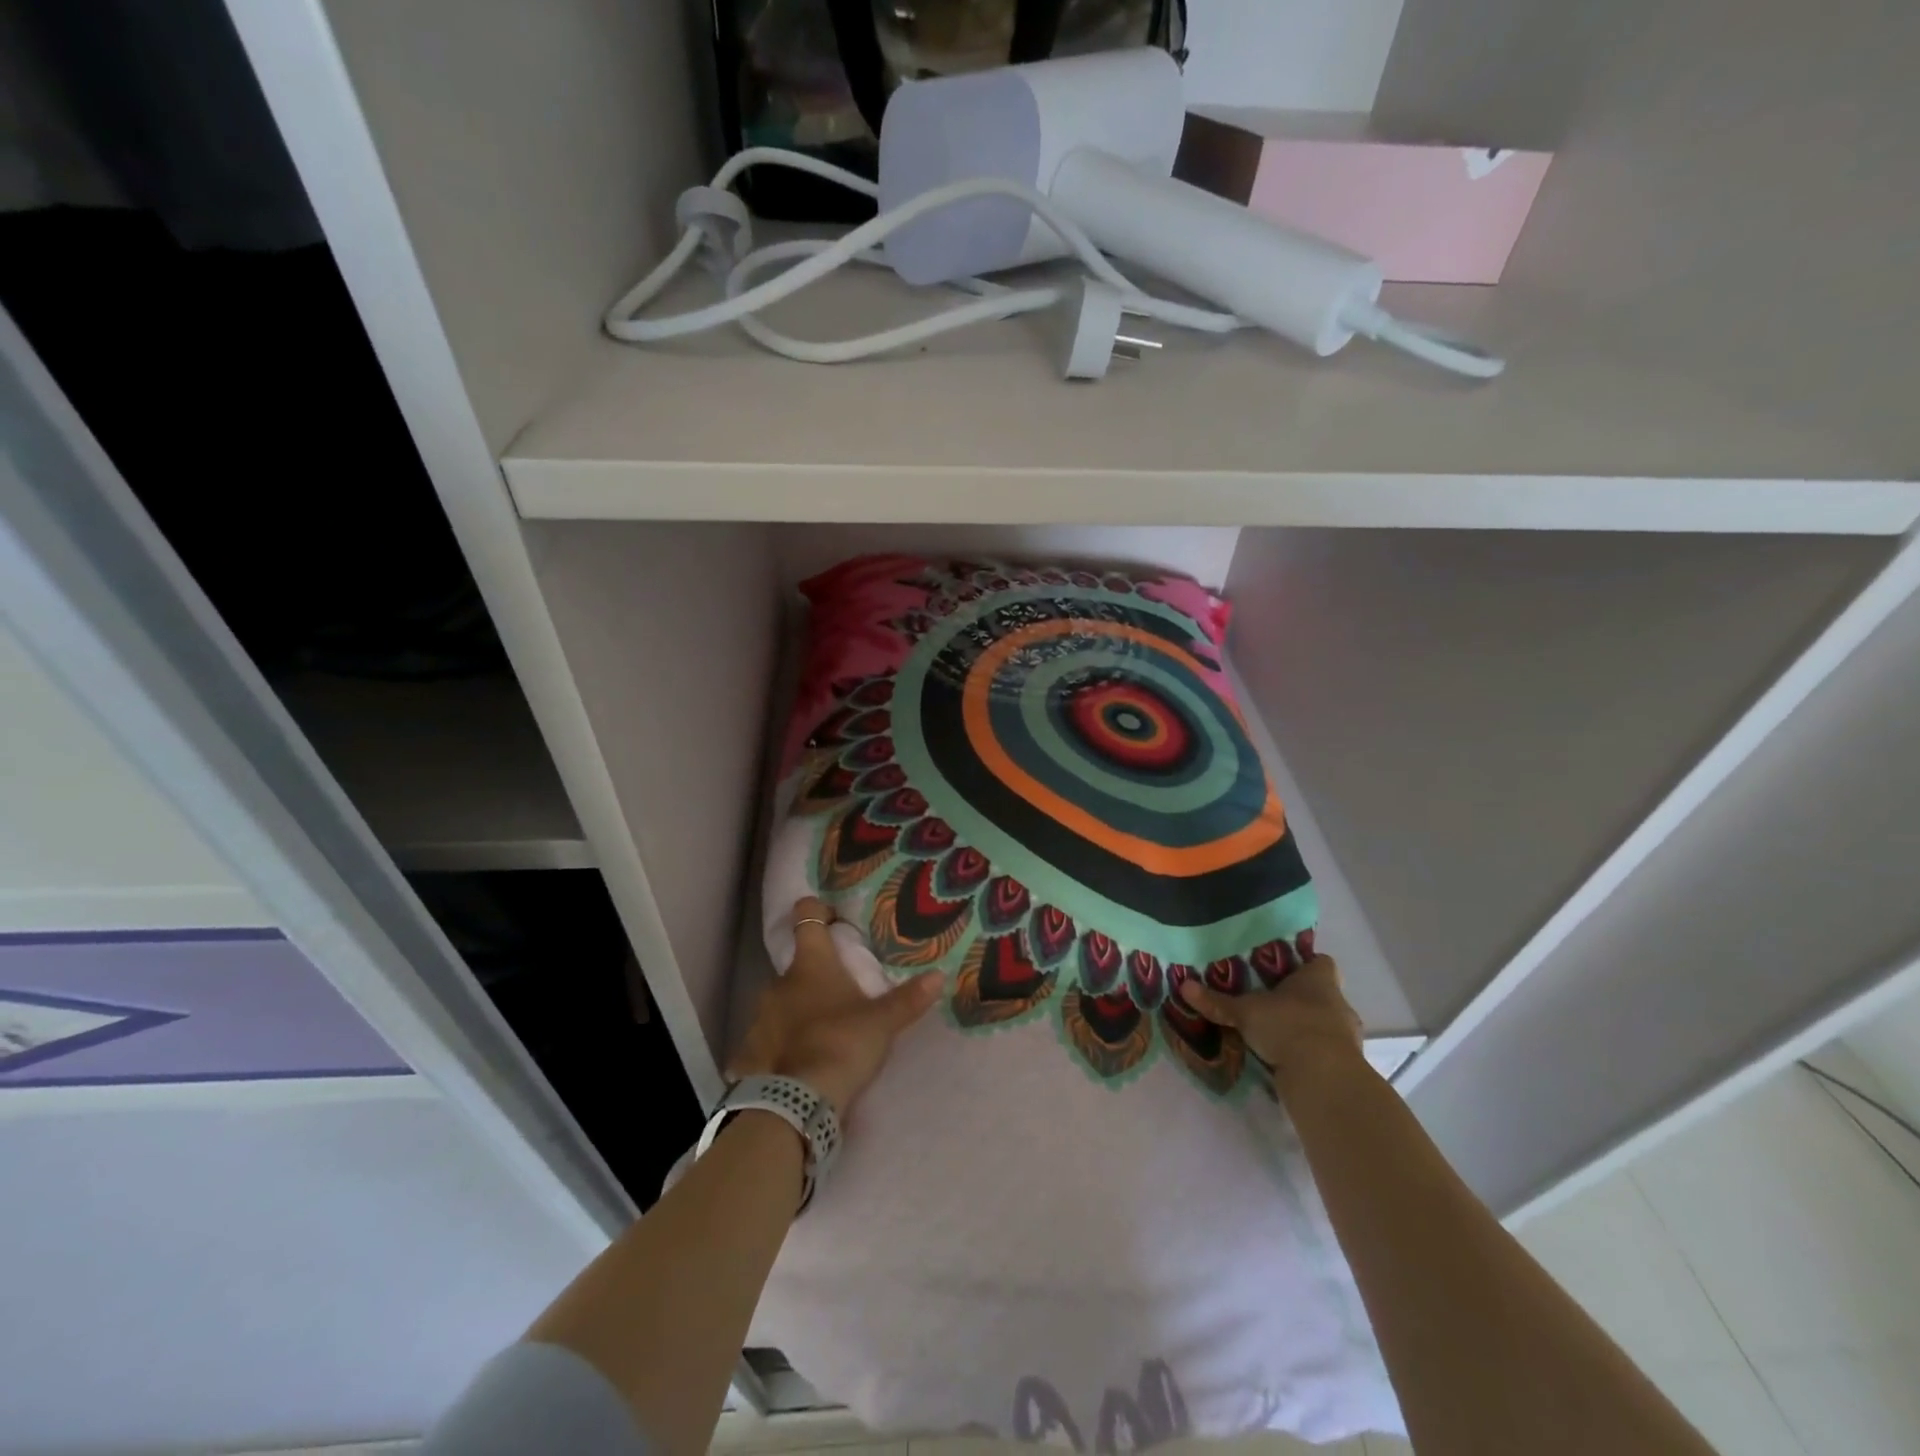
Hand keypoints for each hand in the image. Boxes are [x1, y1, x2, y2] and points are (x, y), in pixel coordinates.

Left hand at [727, 897, 941, 1118]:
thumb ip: (909, 999)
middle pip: (798, 966)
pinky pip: (768, 1038)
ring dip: (798, 1010)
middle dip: (816, 975)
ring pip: (782, 1002)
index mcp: (811, 964)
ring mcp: (759, 1017)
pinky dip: (782, 1044)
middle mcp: (779, 982)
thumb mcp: (882, 1023)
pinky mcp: (748, 1051)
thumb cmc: (842, 1045)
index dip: (816, 910)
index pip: (806, 917)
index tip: (831, 917)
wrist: (794, 1103)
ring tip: (824, 1032)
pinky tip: (799, 1062)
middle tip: (842, 992)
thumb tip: (939, 976)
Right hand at [1177, 954, 1363, 1091]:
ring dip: (1302, 1028)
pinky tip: (1282, 1058)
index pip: (1320, 961)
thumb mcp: (1245, 1012)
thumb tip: (1183, 985)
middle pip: (1321, 993)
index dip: (1304, 963)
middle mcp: (1337, 1003)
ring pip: (1322, 1024)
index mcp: (1319, 980)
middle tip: (1268, 1000)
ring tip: (1272, 1031)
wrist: (1324, 1078)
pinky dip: (1305, 1054)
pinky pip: (1321, 1051)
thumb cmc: (1288, 1026)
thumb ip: (1217, 1001)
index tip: (1281, 969)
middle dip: (1298, 998)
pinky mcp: (1342, 1065)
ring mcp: (1344, 1036)